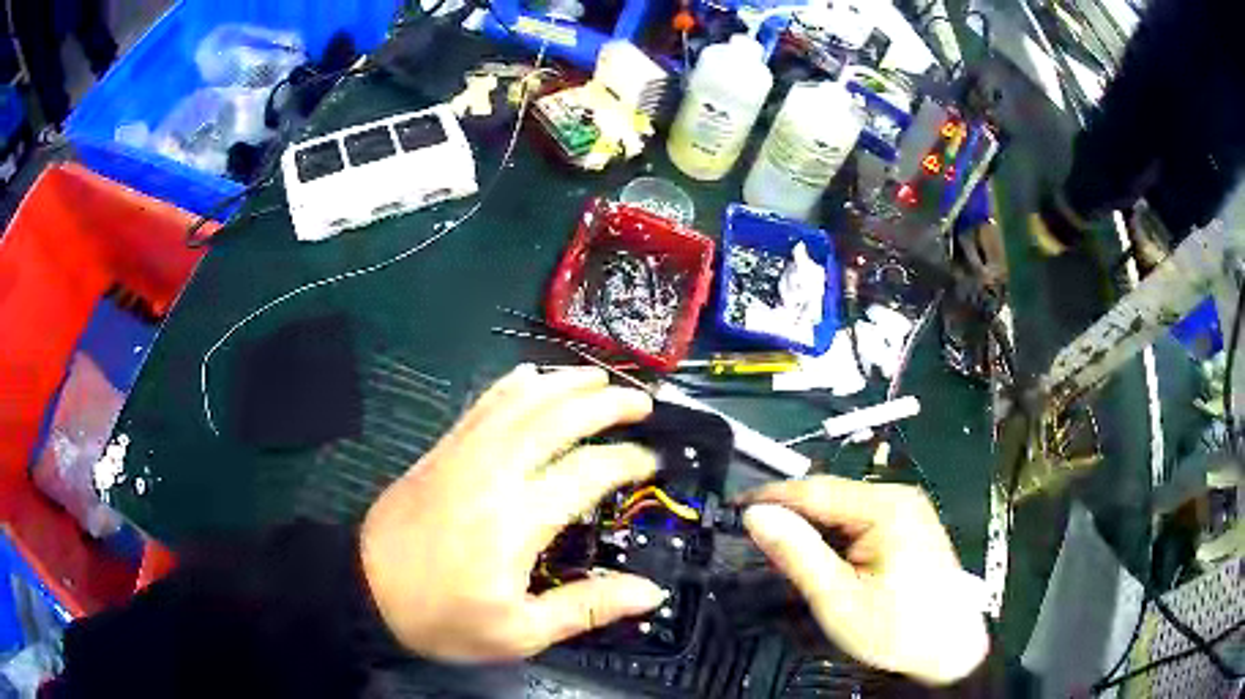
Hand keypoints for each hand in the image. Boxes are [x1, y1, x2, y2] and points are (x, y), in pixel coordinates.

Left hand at [361, 365, 666, 661]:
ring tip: (598, 376)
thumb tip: (649, 592)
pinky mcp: (441, 450)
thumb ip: (586, 608)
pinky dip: (511, 386)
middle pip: (557, 418)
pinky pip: (482, 405)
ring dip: (563, 382)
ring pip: (520, 401)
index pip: (588, 471)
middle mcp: (494, 472)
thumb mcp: (518, 632)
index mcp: (517, 519)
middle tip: (641, 401)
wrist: (364, 589)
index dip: (628, 460)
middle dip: (606, 402)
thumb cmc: (442, 617)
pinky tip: (529, 377)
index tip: (653, 461)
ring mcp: (463, 454)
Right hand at [741, 476, 988, 684]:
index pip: (815, 490)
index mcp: (886, 507)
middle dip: (791, 517)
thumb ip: (797, 554)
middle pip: (830, 497)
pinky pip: (858, 522)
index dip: (770, 498)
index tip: (733, 507)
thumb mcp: (839, 598)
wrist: (947, 649)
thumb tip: (757, 516)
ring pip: (842, 510)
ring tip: (783, 554)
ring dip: (811, 530)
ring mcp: (906, 511)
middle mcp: (898, 498)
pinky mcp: (907, 527)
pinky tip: (821, 560)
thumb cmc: (896, 629)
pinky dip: (833, 539)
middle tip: (755, 540)